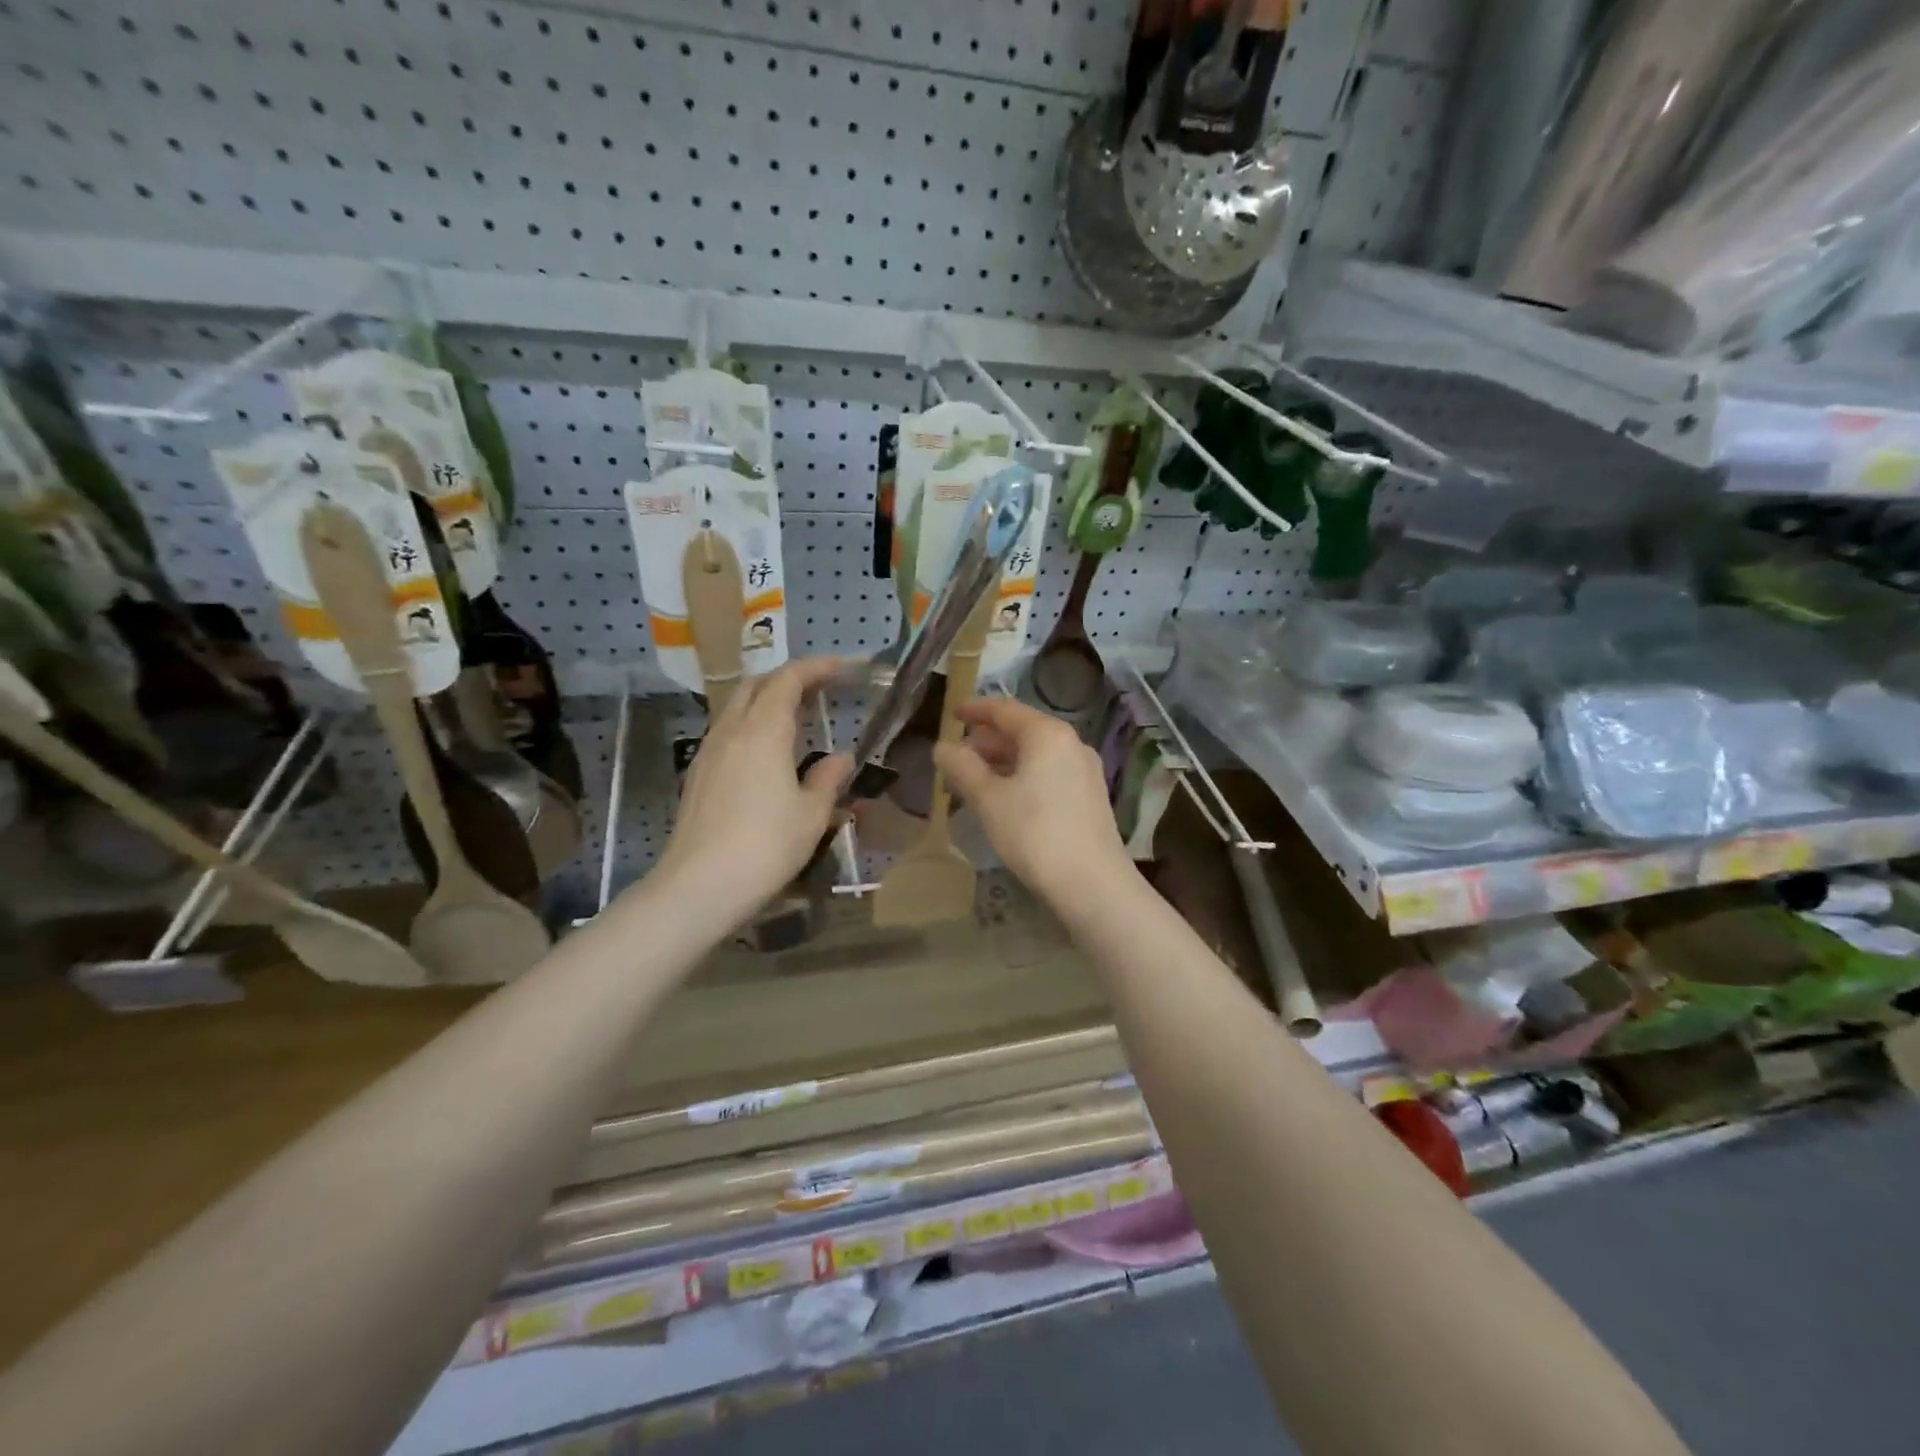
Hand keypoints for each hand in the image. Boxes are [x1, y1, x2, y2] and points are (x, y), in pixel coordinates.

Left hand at [656, 658, 852, 916]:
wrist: (699, 886)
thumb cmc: (765, 846)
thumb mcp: (811, 814)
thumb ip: (828, 779)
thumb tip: (841, 758)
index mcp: (763, 731)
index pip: (788, 680)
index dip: (815, 668)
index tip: (841, 668)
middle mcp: (731, 731)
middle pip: (756, 685)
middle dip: (788, 678)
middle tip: (819, 688)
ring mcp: (709, 752)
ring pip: (737, 707)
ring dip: (766, 701)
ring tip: (796, 718)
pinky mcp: (698, 775)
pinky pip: (727, 732)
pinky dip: (751, 725)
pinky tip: (766, 752)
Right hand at [935, 697, 1131, 902]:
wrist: (1092, 883)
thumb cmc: (1034, 833)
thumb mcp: (989, 800)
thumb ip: (963, 768)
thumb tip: (942, 747)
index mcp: (1047, 734)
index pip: (1005, 710)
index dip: (975, 710)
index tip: (952, 714)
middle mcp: (1071, 743)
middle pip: (1022, 731)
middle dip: (987, 742)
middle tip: (957, 757)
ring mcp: (1085, 770)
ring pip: (1036, 755)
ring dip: (1003, 762)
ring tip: (974, 781)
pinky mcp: (1090, 796)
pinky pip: (1049, 773)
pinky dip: (1023, 776)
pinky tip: (1006, 799)